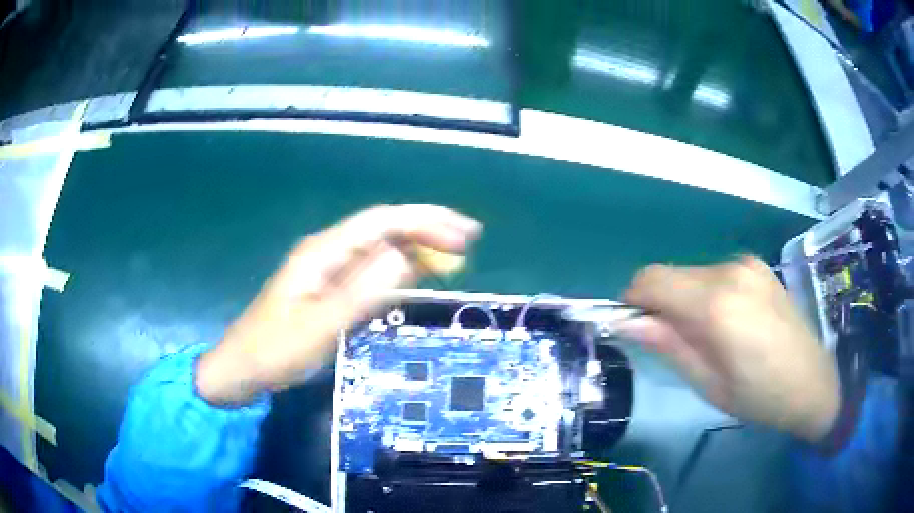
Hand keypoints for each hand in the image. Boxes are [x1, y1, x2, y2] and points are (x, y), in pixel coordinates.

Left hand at [196, 205, 481, 404]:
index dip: (424, 223)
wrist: (241, 368)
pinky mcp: (328, 287)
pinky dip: (399, 266)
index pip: (381, 223)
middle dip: (427, 226)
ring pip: (379, 246)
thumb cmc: (274, 350)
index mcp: (322, 252)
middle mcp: (327, 251)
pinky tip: (417, 272)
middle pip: (383, 227)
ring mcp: (327, 268)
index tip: (463, 235)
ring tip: (454, 251)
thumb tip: (406, 257)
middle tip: (469, 236)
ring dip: (416, 244)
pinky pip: (371, 268)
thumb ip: (361, 293)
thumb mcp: (318, 327)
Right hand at [620, 257, 839, 442]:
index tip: (634, 329)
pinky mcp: (757, 266)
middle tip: (673, 343)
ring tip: (707, 336)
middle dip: (658, 303)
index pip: (651, 280)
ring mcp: (746, 264)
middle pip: (669, 273)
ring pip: (691, 273)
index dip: (631, 301)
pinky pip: (713, 273)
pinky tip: (727, 322)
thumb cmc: (759, 396)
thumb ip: (667, 345)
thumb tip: (626, 322)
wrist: (813, 381)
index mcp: (716, 304)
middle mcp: (729, 271)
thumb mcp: (708, 383)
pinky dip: (704, 293)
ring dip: (683, 299)